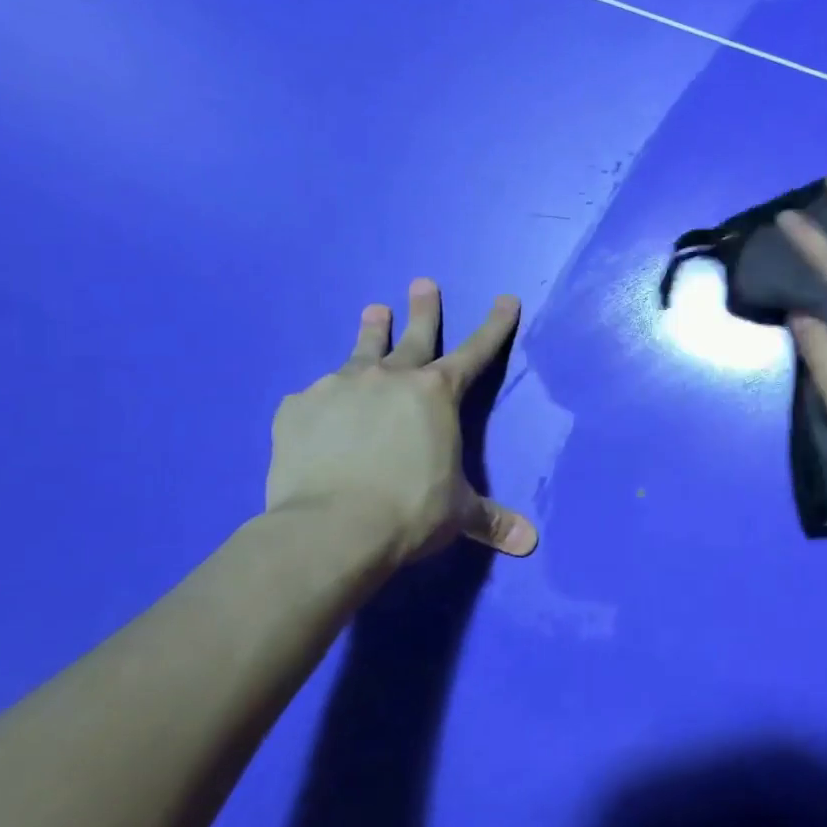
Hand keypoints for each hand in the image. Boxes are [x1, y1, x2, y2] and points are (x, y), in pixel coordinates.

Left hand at [264, 279, 537, 561]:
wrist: (331, 528)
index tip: (507, 298)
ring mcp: (339, 387)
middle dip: (423, 308)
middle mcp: (390, 378)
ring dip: (370, 330)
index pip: (476, 351)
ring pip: (360, 350)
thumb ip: (492, 520)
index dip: (495, 325)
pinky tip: (318, 413)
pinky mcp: (297, 407)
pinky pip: (314, 397)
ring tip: (371, 310)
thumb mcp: (458, 514)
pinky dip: (324, 400)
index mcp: (437, 394)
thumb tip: (529, 543)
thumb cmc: (410, 511)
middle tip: (422, 283)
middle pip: (413, 335)